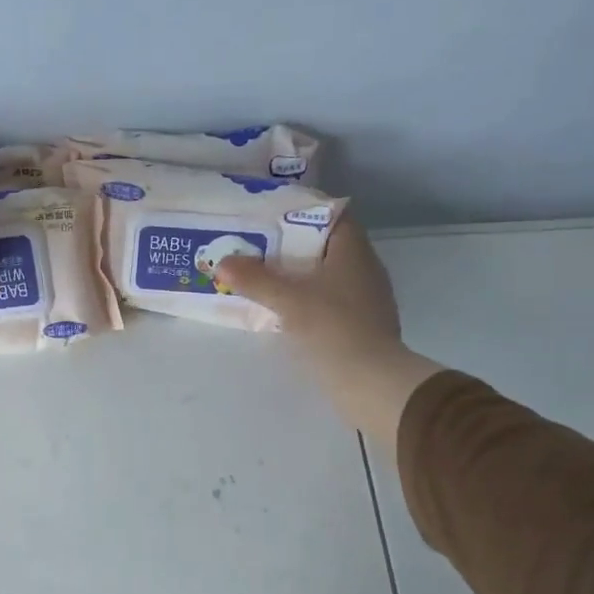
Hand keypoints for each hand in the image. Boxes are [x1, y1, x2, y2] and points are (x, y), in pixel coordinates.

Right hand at [215, 215, 441, 458]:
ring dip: (299, 275)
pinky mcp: (363, 324)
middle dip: (293, 246)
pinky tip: (286, 309)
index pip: (332, 215)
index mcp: (354, 250)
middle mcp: (365, 267)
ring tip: (265, 277)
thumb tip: (222, 263)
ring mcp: (367, 298)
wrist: (370, 381)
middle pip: (327, 245)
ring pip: (328, 275)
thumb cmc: (332, 328)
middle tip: (258, 247)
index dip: (302, 212)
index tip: (271, 217)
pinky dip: (309, 299)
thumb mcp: (287, 300)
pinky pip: (331, 300)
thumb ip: (254, 279)